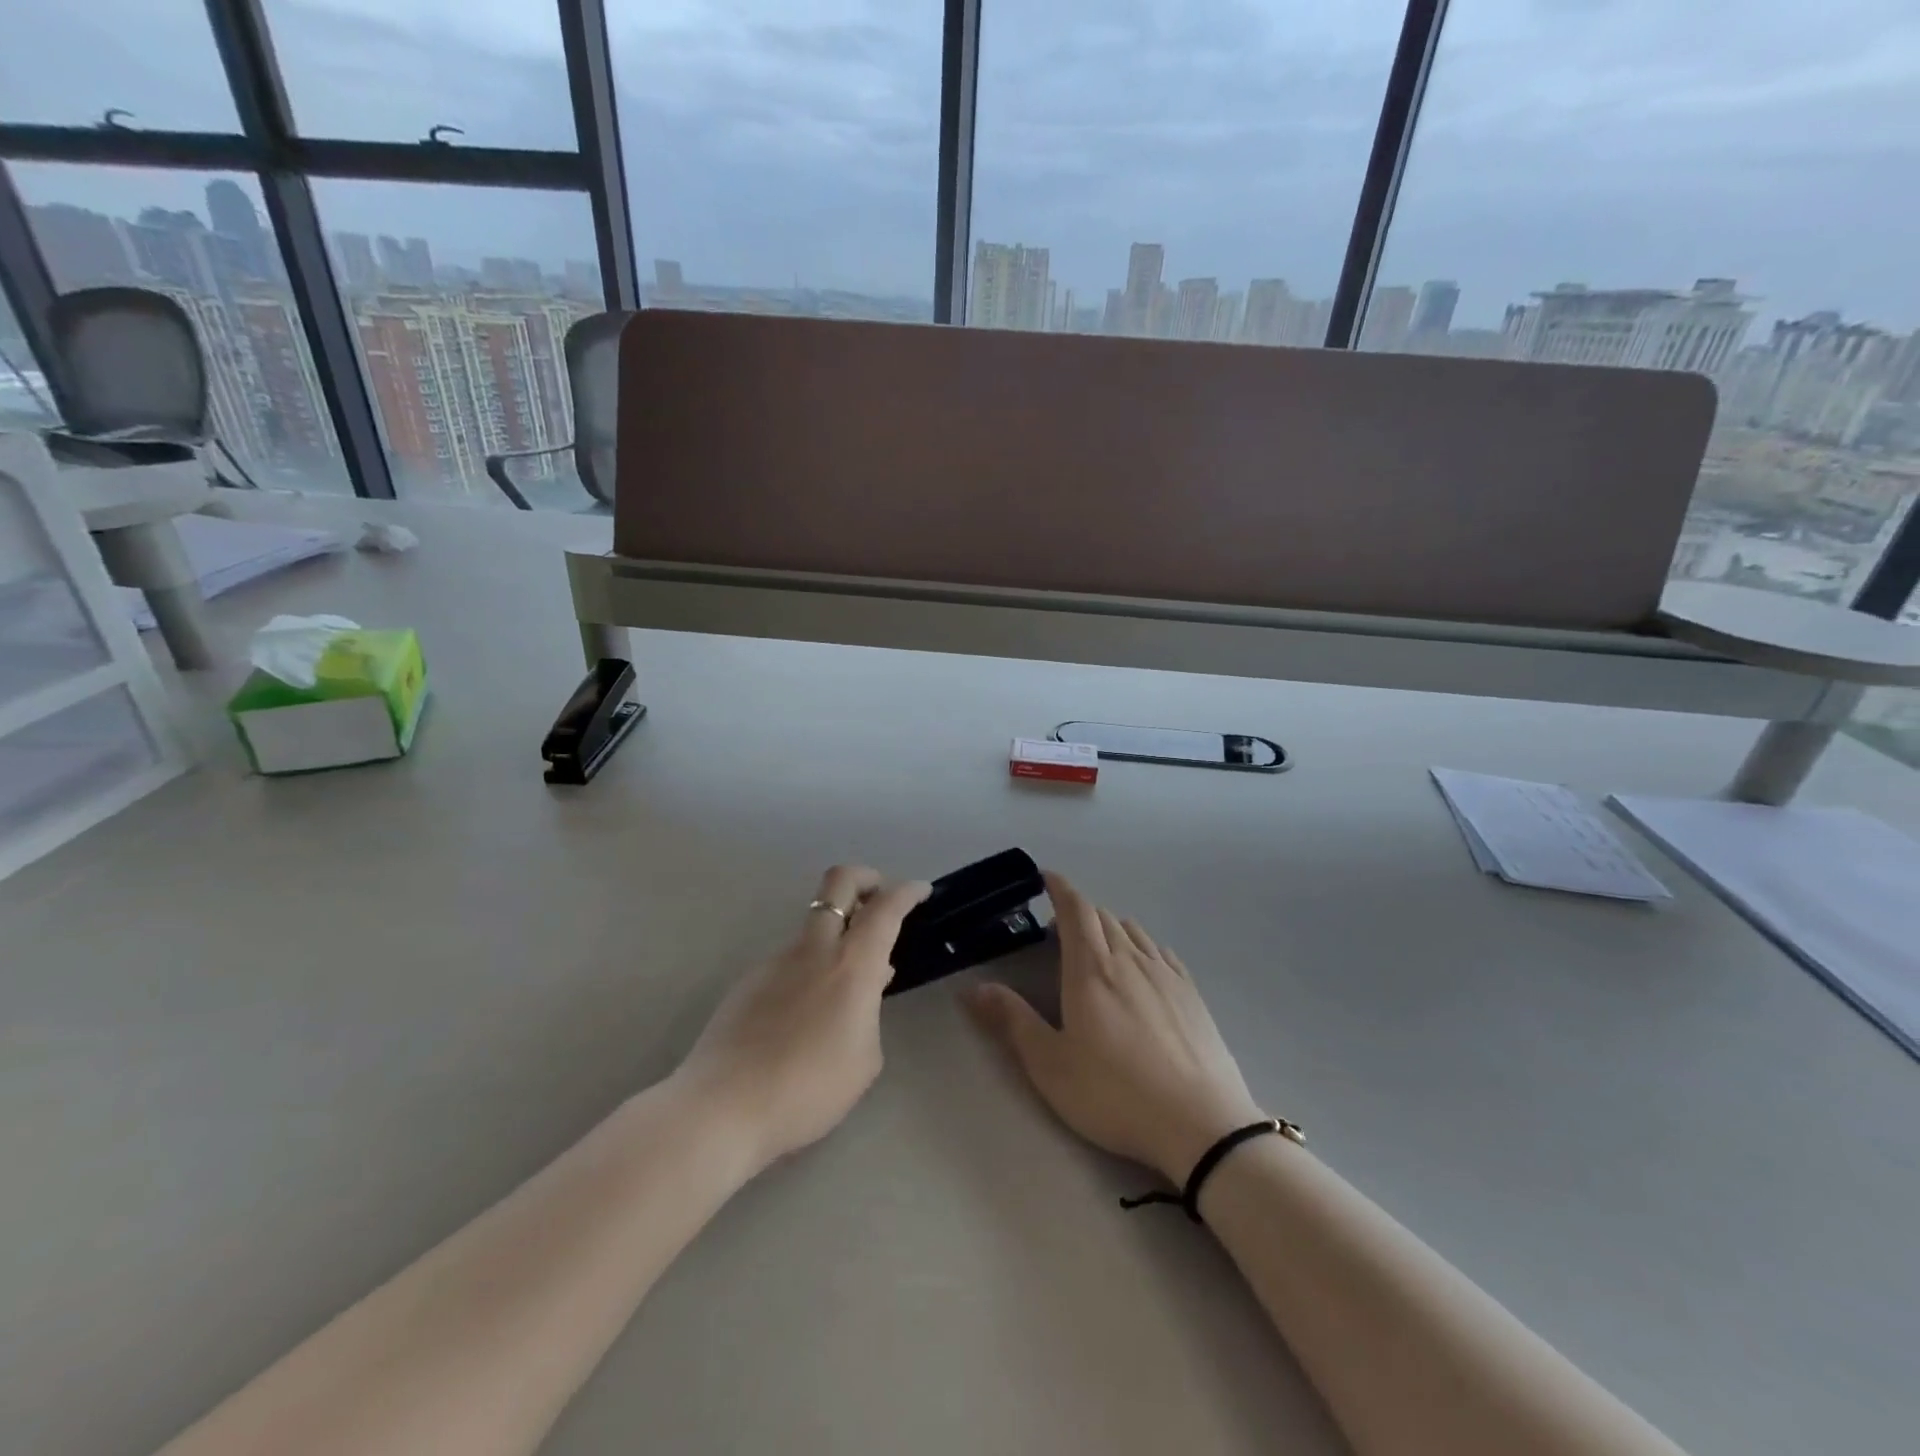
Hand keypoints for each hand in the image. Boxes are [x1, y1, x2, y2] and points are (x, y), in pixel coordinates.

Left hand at [675, 866, 930, 1171]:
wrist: (724, 1107)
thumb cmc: (809, 1088)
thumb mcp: (865, 1059)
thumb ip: (870, 1012)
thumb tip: (865, 987)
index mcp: (852, 964)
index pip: (885, 907)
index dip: (907, 891)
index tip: (921, 891)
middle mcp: (814, 948)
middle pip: (839, 881)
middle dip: (866, 877)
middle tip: (881, 897)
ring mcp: (777, 959)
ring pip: (814, 923)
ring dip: (837, 932)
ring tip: (846, 981)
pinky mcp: (750, 979)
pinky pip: (792, 957)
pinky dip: (811, 964)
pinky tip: (808, 1011)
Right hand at [964, 871, 1263, 1182]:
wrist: (1201, 1124)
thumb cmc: (1114, 1094)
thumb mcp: (1050, 1065)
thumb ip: (1012, 1021)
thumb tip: (973, 989)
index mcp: (1090, 969)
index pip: (1075, 910)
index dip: (1060, 889)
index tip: (1047, 879)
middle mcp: (1129, 959)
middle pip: (1102, 916)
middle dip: (1078, 913)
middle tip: (1059, 932)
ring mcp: (1165, 974)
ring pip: (1133, 930)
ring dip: (1110, 928)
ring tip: (1098, 950)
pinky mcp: (1192, 993)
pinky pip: (1160, 951)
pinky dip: (1141, 946)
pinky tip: (1141, 968)